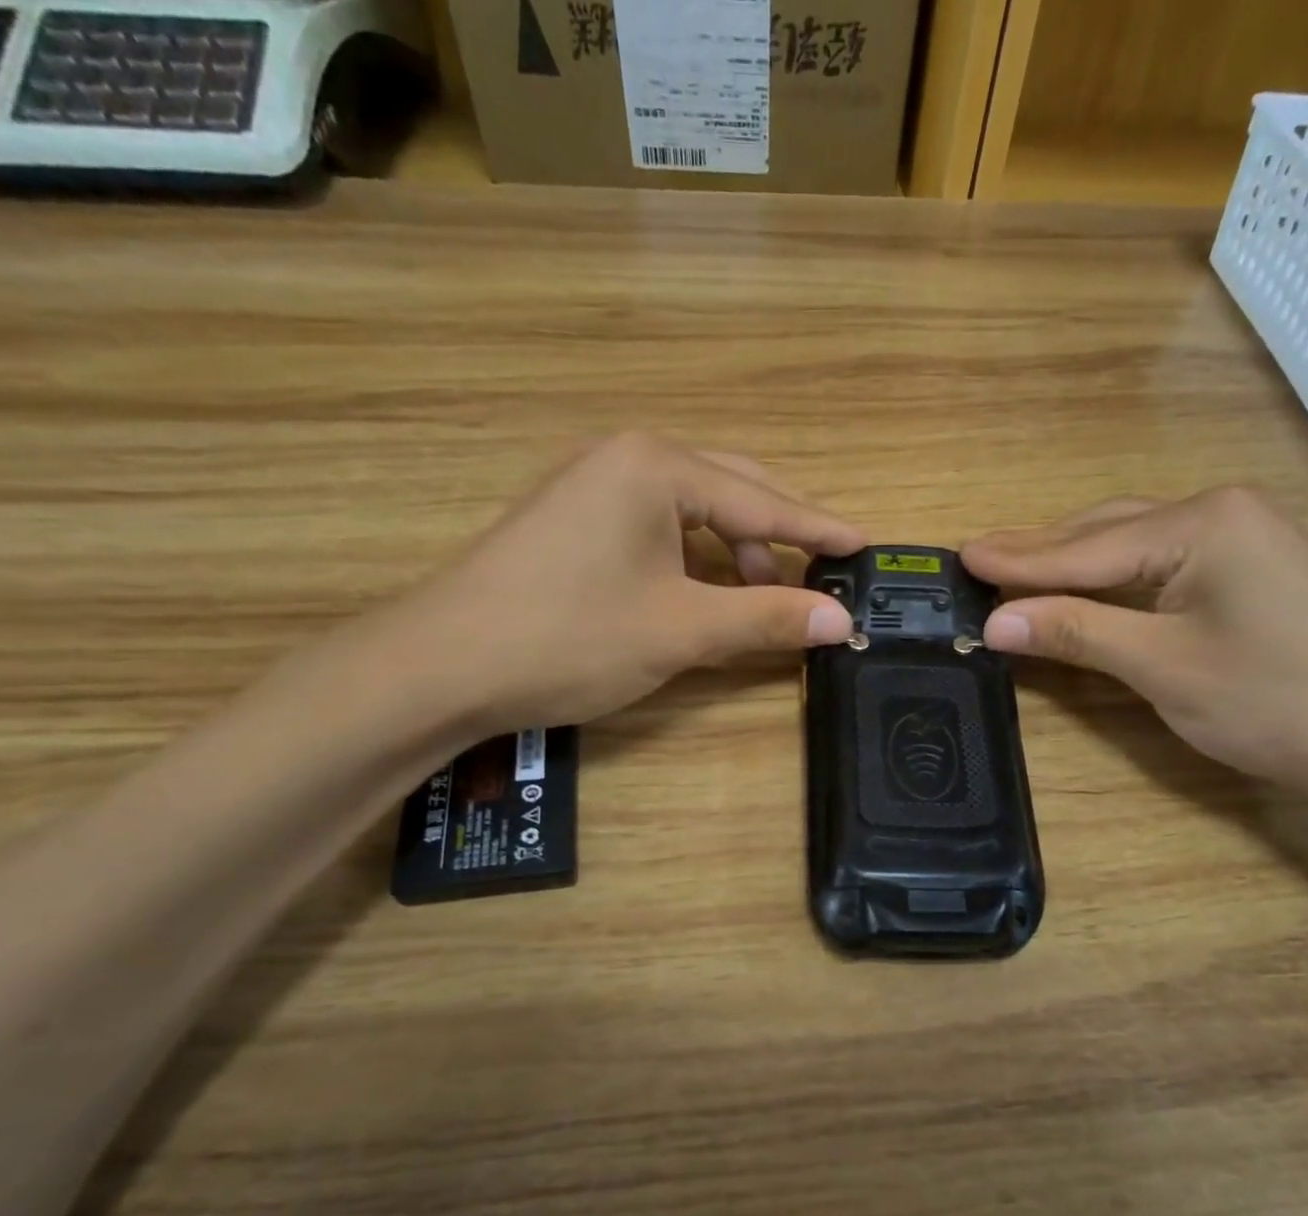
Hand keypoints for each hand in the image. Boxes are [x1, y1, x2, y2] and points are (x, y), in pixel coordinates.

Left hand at [384, 433, 863, 733]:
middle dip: (779, 534)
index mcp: (657, 467)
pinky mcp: (576, 520)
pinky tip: (704, 593)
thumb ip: (765, 618)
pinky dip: (695, 559)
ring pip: (694, 511)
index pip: (762, 501)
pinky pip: (659, 528)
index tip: (865, 545)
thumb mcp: (681, 630)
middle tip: (821, 571)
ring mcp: (595, 487)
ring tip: (759, 596)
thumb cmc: (570, 637)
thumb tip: (840, 619)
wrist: (443, 664)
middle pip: (731, 491)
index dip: (817, 529)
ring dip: (736, 551)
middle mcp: (627, 459)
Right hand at [961, 487, 1307, 803]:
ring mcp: (1241, 536)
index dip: (1019, 559)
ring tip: (1015, 567)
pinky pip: (1160, 560)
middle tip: (978, 557)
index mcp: (1203, 522)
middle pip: (1107, 532)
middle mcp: (1221, 511)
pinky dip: (1111, 575)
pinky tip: (1083, 582)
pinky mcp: (1249, 567)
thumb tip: (994, 621)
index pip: (1087, 546)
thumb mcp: (1161, 666)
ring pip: (1132, 543)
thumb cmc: (1272, 702)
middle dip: (1042, 550)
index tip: (961, 555)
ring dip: (1074, 559)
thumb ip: (1076, 631)